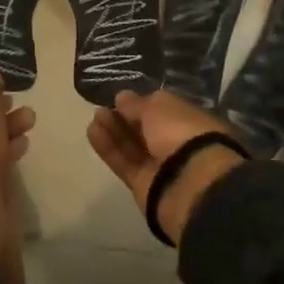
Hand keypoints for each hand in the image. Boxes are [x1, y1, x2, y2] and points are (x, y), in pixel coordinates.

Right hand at [88, 90, 244, 245]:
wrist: (189, 184)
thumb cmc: (181, 134)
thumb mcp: (158, 108)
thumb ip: (137, 104)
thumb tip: (122, 97)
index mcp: (191, 121)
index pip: (164, 110)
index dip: (143, 104)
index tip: (122, 98)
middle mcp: (177, 144)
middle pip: (146, 130)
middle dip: (124, 118)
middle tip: (103, 107)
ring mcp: (161, 167)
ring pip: (133, 146)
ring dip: (113, 130)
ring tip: (95, 116)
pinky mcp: (144, 186)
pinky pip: (124, 163)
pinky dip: (109, 148)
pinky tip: (92, 132)